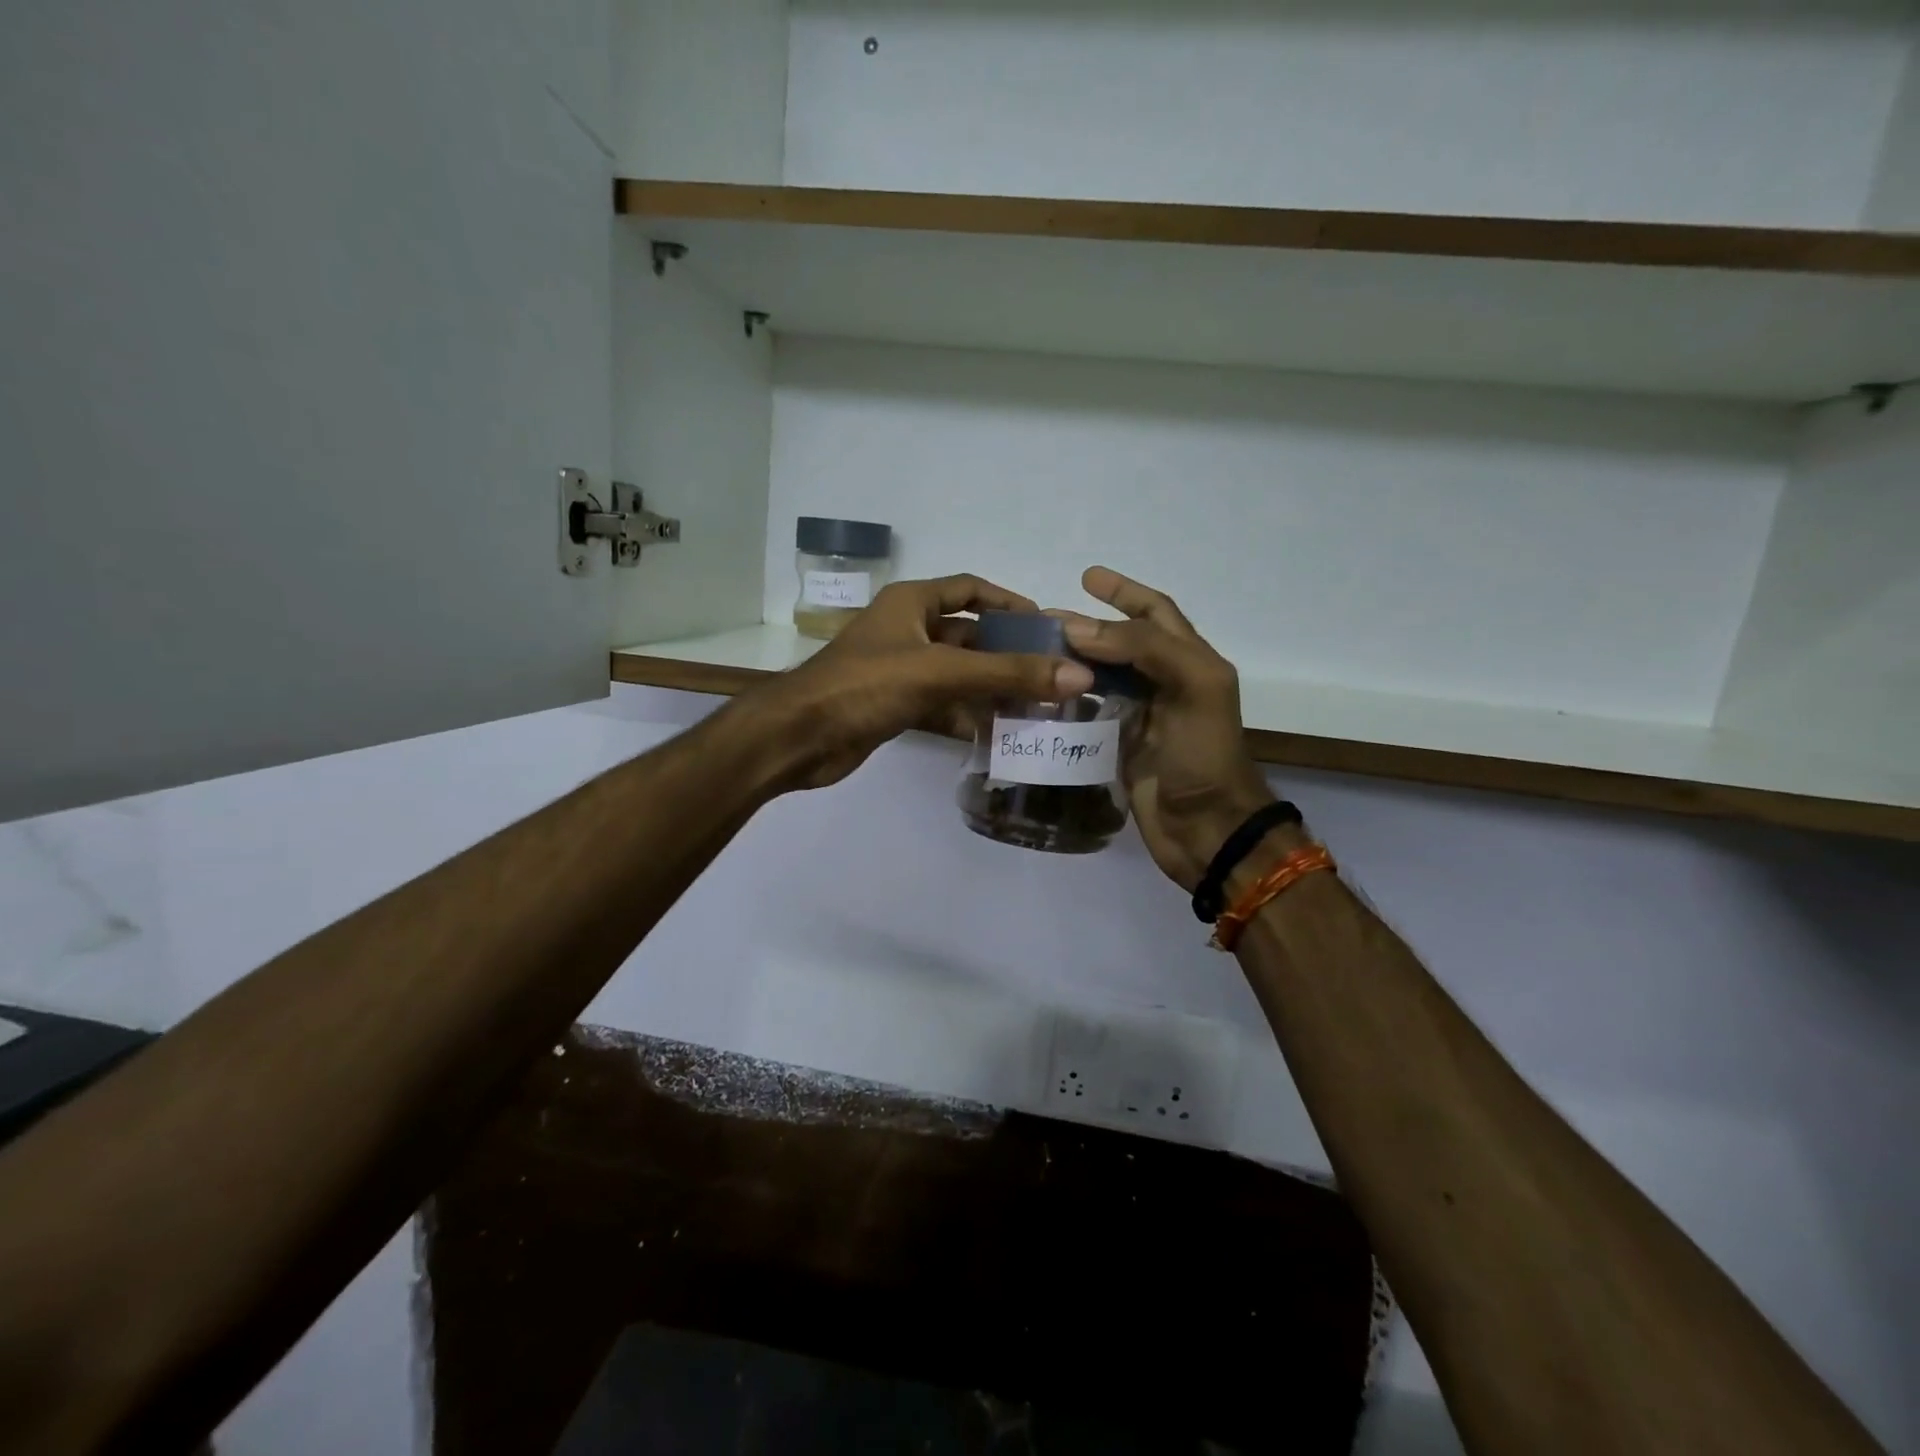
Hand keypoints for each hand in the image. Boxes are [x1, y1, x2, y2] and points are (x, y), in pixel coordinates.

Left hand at [739, 574, 1094, 791]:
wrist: (800, 737)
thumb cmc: (866, 685)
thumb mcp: (941, 672)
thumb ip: (1008, 673)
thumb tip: (1078, 675)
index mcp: (912, 602)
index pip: (970, 589)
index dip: (1009, 601)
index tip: (1046, 624)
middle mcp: (907, 630)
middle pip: (970, 636)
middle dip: (1008, 654)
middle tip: (1053, 675)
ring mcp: (900, 670)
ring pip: (958, 674)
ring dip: (992, 689)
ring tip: (1038, 708)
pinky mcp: (894, 705)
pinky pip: (942, 705)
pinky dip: (967, 718)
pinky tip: (999, 735)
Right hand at [1057, 568, 1277, 890]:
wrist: (1208, 829)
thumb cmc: (1205, 754)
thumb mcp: (1194, 687)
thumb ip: (1143, 649)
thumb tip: (1078, 628)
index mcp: (1190, 662)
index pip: (1155, 614)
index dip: (1125, 592)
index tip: (1087, 577)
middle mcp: (1165, 683)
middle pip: (1121, 643)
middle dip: (1087, 626)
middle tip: (1042, 620)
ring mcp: (1141, 716)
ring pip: (1101, 677)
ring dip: (1073, 662)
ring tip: (1034, 653)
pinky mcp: (1120, 747)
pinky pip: (1089, 714)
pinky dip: (1068, 702)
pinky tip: (1041, 696)